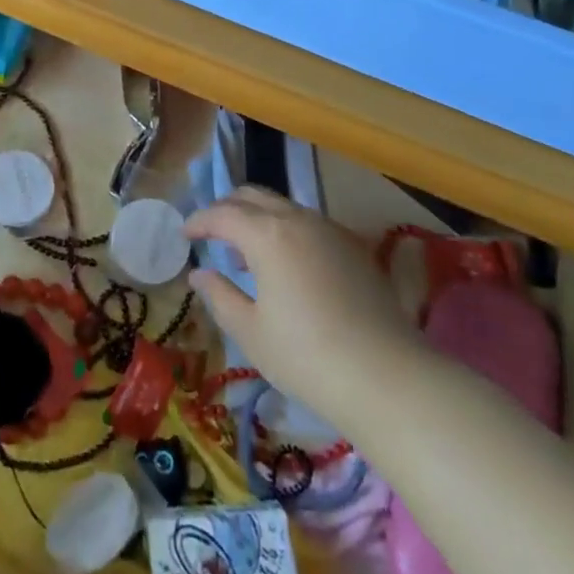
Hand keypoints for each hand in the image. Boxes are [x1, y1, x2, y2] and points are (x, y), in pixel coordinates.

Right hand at [185, 187, 420, 433]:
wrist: (387, 377)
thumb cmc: (307, 357)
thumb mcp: (251, 332)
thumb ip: (220, 296)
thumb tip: (199, 274)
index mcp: (267, 235)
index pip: (222, 214)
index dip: (199, 221)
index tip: (185, 235)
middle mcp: (298, 219)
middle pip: (253, 196)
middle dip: (227, 208)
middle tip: (211, 233)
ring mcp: (330, 230)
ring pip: (284, 207)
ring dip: (258, 219)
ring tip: (246, 254)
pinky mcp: (354, 247)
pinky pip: (309, 224)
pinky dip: (286, 231)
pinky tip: (287, 266)